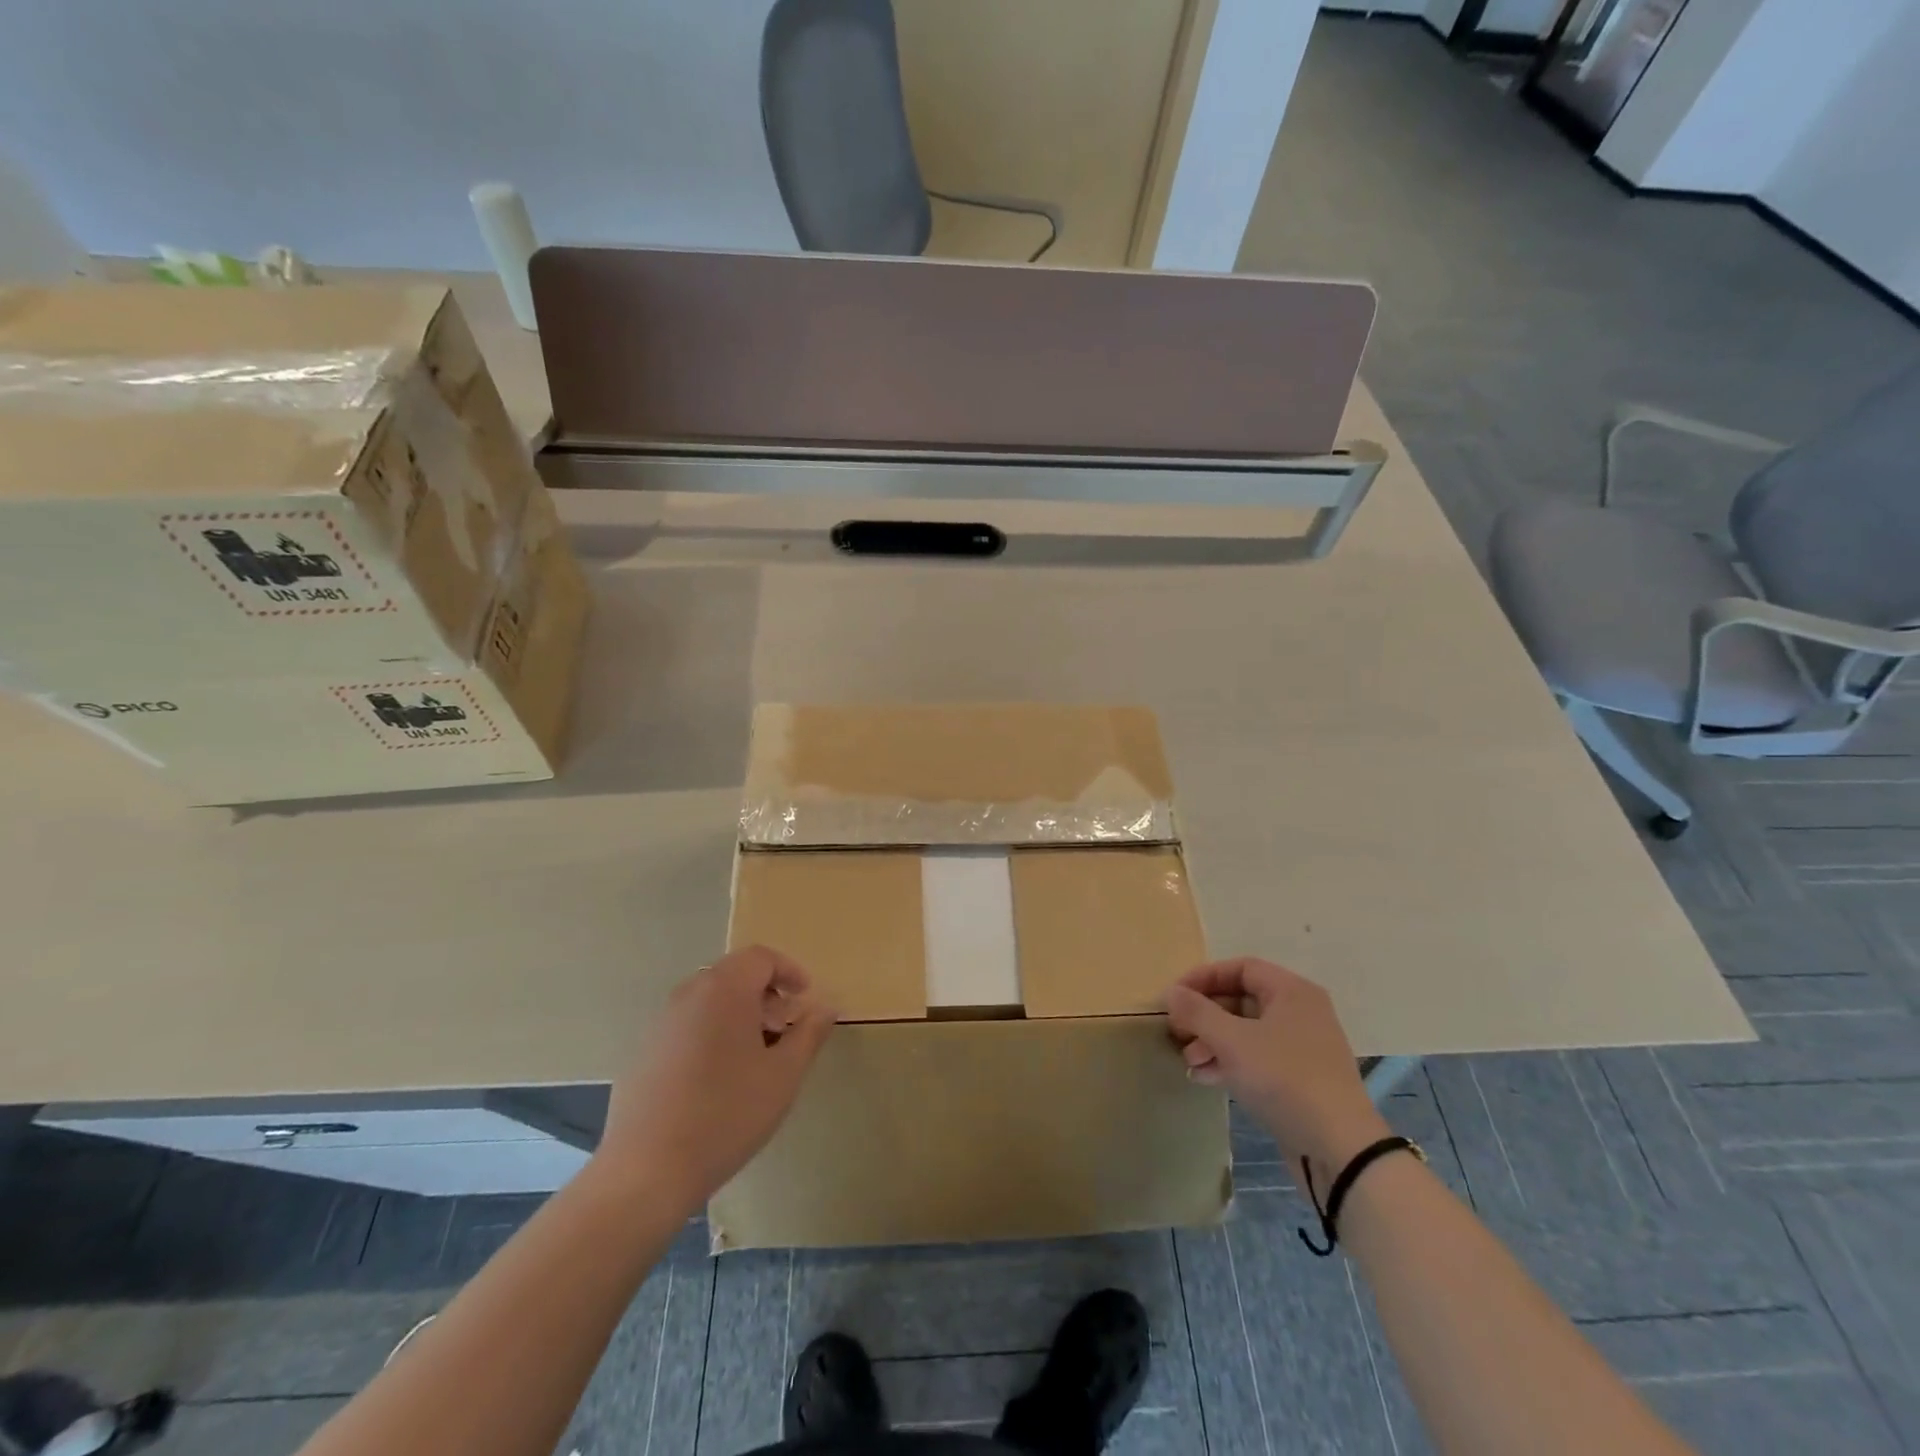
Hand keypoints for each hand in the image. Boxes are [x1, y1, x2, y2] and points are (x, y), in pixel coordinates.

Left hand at [597, 945, 835, 1212]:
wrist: (646, 1172)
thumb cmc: (727, 1115)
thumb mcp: (783, 1075)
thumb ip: (809, 1034)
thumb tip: (826, 1007)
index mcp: (725, 990)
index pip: (761, 958)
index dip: (789, 971)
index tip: (805, 998)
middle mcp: (689, 995)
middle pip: (733, 974)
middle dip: (765, 994)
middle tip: (785, 1028)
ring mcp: (661, 1023)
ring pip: (709, 1000)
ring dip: (739, 1013)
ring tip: (756, 1056)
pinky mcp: (643, 1051)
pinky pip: (687, 1024)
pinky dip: (712, 1032)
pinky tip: (719, 1079)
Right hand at [1165, 958, 1387, 1177]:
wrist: (1339, 1150)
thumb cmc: (1284, 1079)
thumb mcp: (1232, 1041)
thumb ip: (1197, 1012)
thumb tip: (1172, 992)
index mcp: (1291, 992)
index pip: (1240, 968)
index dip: (1204, 977)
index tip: (1174, 996)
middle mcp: (1300, 1013)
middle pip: (1242, 1000)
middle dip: (1205, 1015)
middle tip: (1176, 1030)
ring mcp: (1301, 1048)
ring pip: (1246, 1032)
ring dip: (1212, 1041)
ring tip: (1187, 1060)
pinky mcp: (1299, 1080)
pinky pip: (1257, 1059)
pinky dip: (1229, 1063)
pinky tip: (1204, 1078)